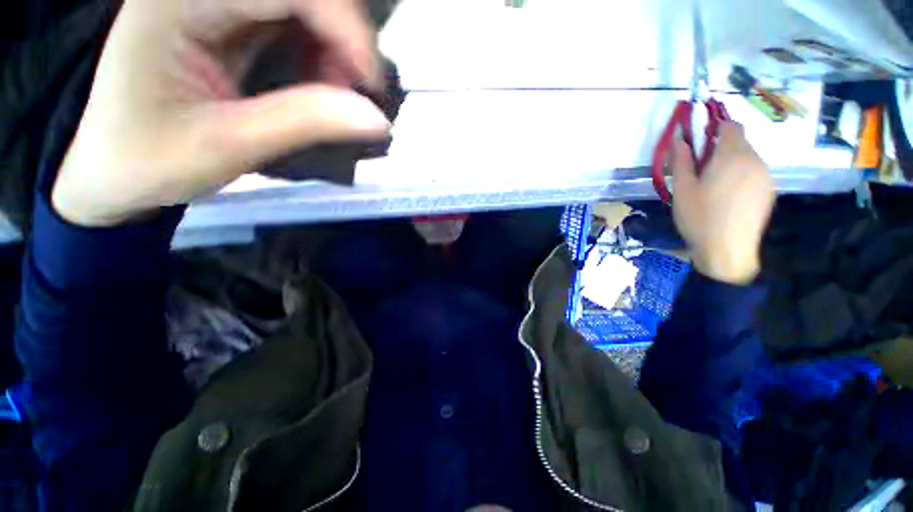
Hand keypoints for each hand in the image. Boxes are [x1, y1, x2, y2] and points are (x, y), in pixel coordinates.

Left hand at [53, 0, 390, 226]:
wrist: (112, 164)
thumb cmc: (151, 159)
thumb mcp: (230, 146)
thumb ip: (306, 123)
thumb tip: (378, 119)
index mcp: (178, 2)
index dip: (344, 27)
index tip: (372, 85)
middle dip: (341, 36)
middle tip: (354, 92)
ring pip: (300, 2)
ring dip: (333, 44)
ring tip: (336, 92)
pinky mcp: (225, 15)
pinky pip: (291, 17)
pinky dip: (319, 49)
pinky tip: (318, 81)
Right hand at [672, 122, 774, 283]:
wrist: (727, 250)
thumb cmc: (699, 217)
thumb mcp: (682, 189)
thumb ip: (681, 161)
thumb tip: (680, 140)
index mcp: (732, 156)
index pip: (730, 126)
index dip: (715, 127)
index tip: (699, 141)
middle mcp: (754, 160)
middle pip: (739, 142)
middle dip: (720, 149)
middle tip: (700, 170)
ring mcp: (765, 176)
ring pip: (747, 158)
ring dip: (730, 163)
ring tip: (713, 187)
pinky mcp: (769, 191)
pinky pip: (754, 173)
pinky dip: (740, 176)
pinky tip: (727, 197)